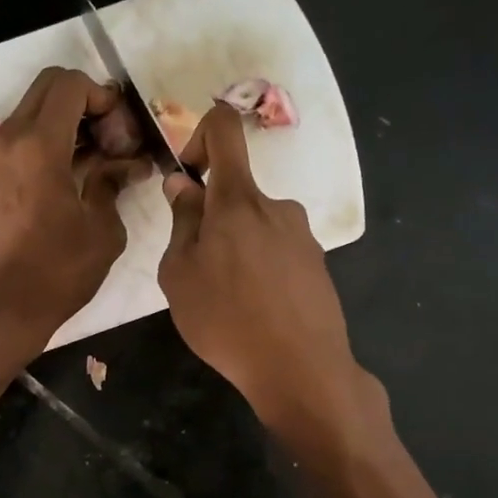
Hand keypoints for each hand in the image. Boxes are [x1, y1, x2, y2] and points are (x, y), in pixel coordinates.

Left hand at [0, 67, 135, 361]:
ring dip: (65, 125)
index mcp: (38, 145)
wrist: (1, 310)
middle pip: (47, 90)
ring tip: (95, 163)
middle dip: (85, 103)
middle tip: (111, 141)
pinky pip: (19, 142)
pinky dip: (46, 145)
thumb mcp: (102, 230)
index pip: (69, 85)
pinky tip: (70, 179)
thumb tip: (127, 165)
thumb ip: (113, 184)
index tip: (122, 131)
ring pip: (31, 114)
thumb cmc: (57, 273)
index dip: (103, 97)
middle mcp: (8, 140)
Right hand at [158, 104, 369, 434]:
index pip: (224, 129)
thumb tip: (182, 185)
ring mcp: (302, 236)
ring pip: (256, 229)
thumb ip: (181, 223)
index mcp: (238, 199)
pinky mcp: (317, 265)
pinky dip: (260, 271)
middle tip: (199, 274)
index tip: (188, 176)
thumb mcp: (180, 275)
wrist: (300, 368)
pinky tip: (256, 312)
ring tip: (228, 301)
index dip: (199, 136)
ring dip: (236, 251)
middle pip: (237, 194)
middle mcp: (276, 206)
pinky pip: (278, 254)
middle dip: (212, 223)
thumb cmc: (226, 320)